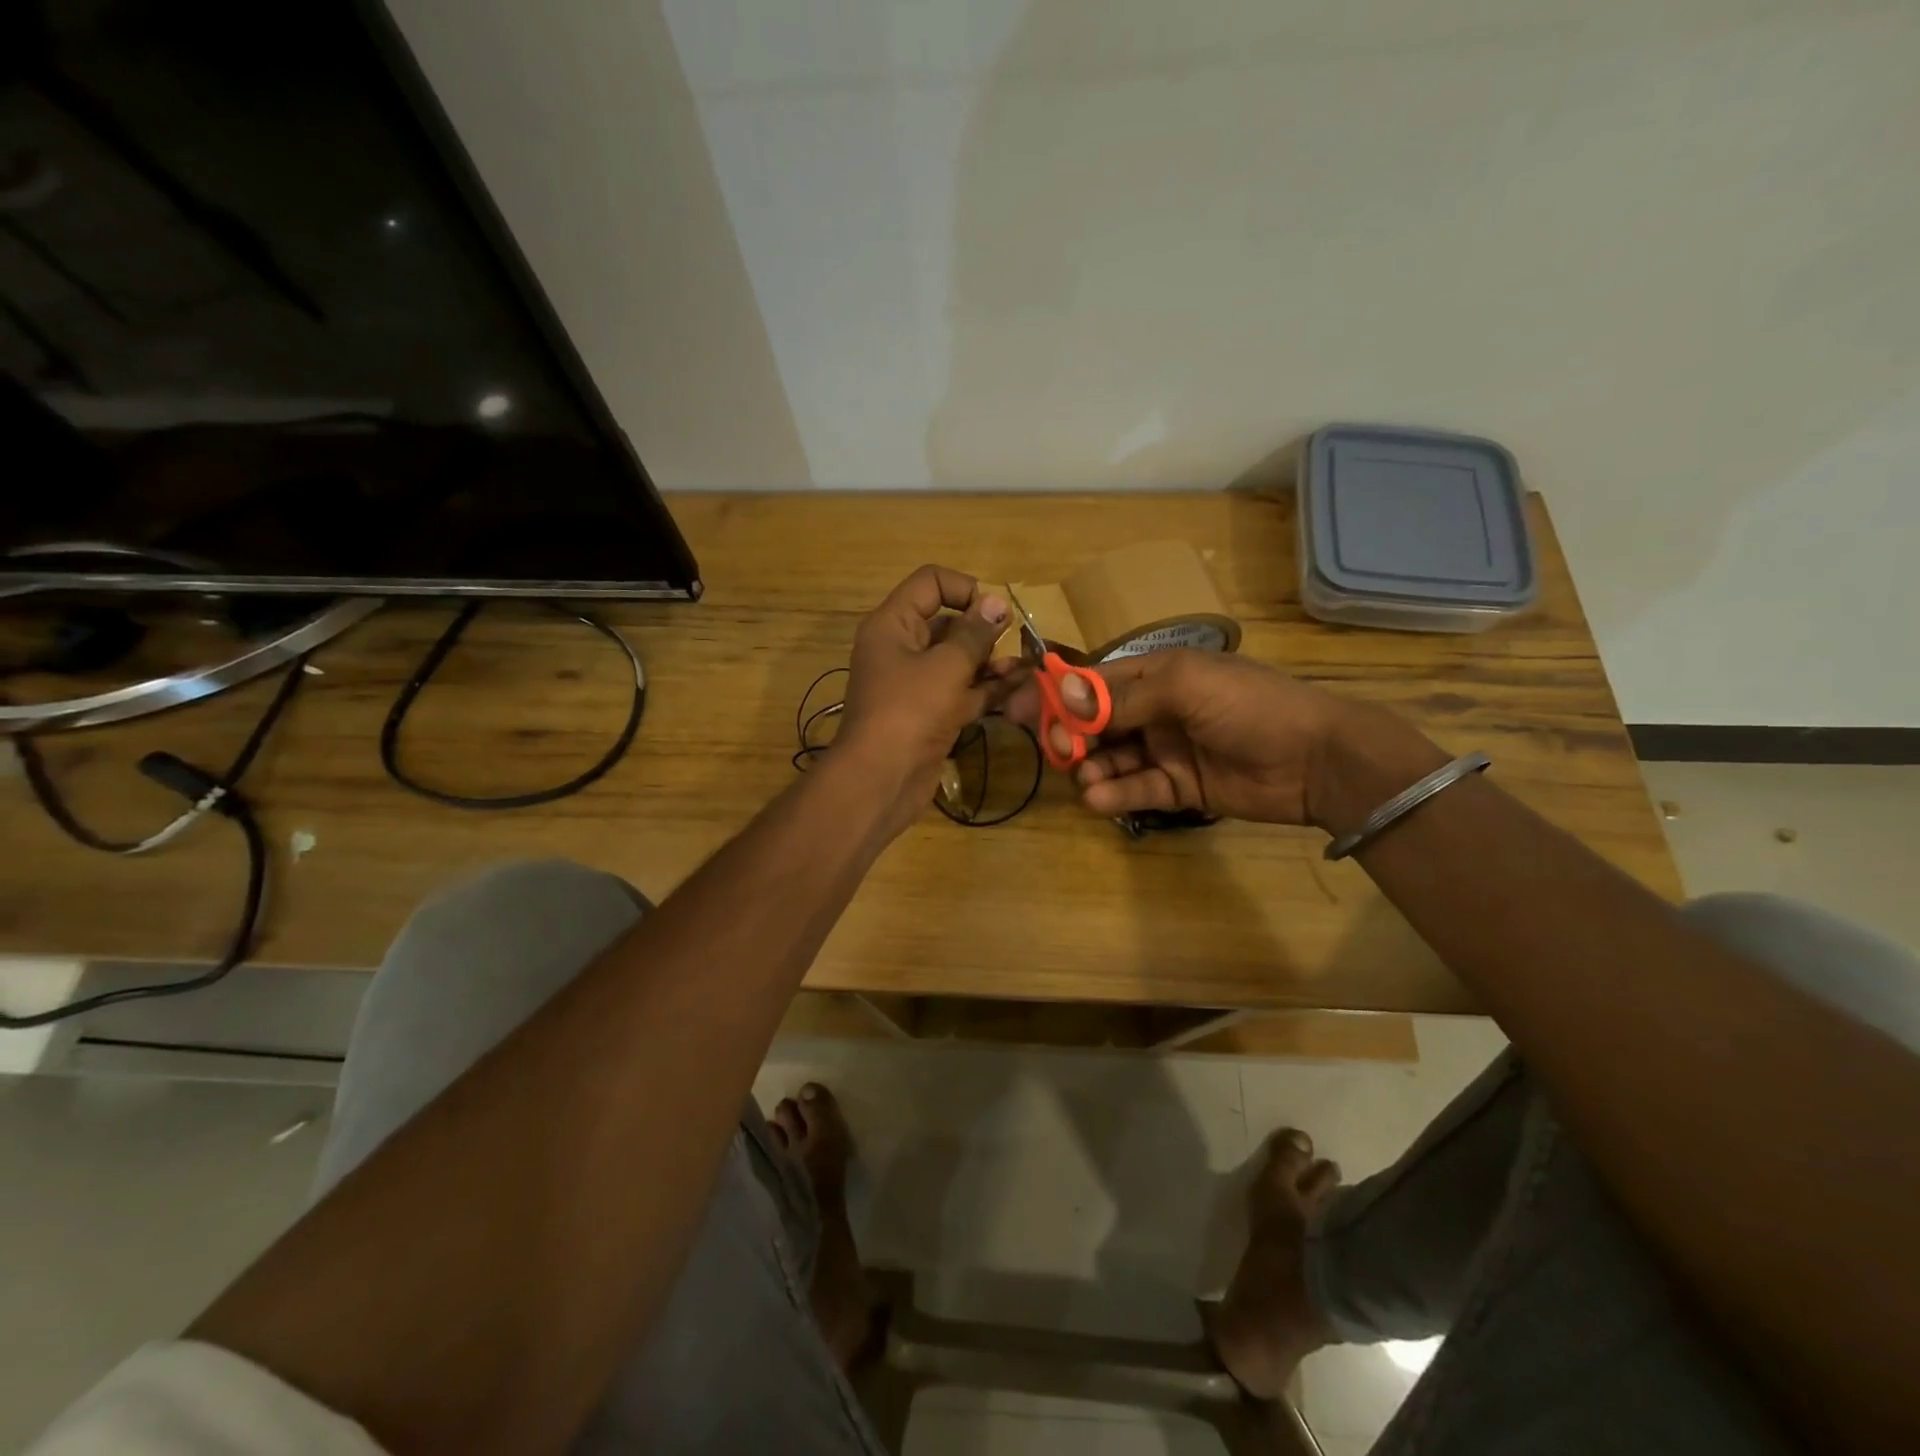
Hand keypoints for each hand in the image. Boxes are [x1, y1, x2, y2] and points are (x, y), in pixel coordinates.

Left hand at [836, 565, 1016, 826]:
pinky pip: (962, 691)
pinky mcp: (931, 714)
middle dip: (984, 630)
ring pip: (959, 660)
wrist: (881, 780)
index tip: (994, 612)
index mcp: (893, 624)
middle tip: (1016, 640)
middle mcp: (902, 648)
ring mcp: (916, 684)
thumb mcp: (946, 666)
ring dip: (991, 661)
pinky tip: (1019, 687)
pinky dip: (987, 689)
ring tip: (1024, 667)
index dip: (965, 589)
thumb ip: (975, 634)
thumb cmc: (910, 711)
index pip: (930, 583)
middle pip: (947, 623)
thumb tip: (997, 604)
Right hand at [1007, 649, 1432, 829]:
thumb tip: (1063, 696)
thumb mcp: (1185, 686)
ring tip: (1086, 780)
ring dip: (1091, 768)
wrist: (1317, 759)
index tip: (1017, 709)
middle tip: (1058, 753)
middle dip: (1071, 736)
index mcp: (1156, 674)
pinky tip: (1099, 798)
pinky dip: (1114, 794)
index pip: (1093, 682)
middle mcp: (1155, 710)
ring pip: (1111, 760)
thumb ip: (1123, 696)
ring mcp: (1165, 750)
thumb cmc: (1250, 705)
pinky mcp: (1178, 788)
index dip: (1056, 694)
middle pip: (1095, 723)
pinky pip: (1136, 790)